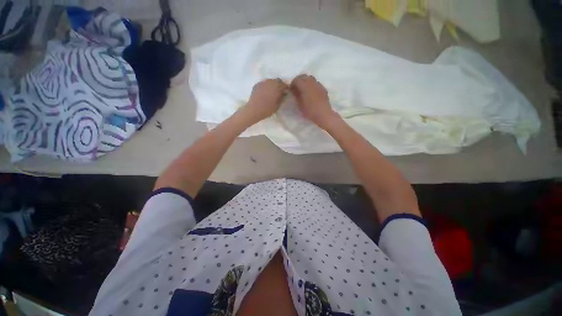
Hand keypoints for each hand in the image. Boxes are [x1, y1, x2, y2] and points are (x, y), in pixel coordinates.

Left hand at [241, 79, 287, 124]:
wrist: (254, 110)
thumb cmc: (267, 109)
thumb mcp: (277, 105)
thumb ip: (281, 98)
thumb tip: (284, 93)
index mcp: (277, 87)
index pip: (284, 85)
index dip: (286, 88)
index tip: (286, 93)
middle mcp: (270, 82)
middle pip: (277, 81)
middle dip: (279, 85)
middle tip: (279, 92)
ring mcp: (263, 82)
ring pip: (270, 81)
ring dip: (272, 85)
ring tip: (272, 92)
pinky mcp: (257, 84)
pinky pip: (264, 83)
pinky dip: (266, 86)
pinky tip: (265, 92)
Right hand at [290, 74, 337, 128]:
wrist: (323, 114)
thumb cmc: (310, 111)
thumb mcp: (300, 104)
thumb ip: (296, 95)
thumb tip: (293, 90)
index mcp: (305, 86)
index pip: (297, 79)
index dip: (293, 83)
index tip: (291, 89)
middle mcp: (312, 82)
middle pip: (304, 76)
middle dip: (299, 80)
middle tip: (296, 88)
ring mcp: (319, 85)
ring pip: (311, 78)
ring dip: (306, 82)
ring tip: (304, 90)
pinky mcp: (323, 89)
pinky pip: (316, 83)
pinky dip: (312, 85)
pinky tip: (311, 93)